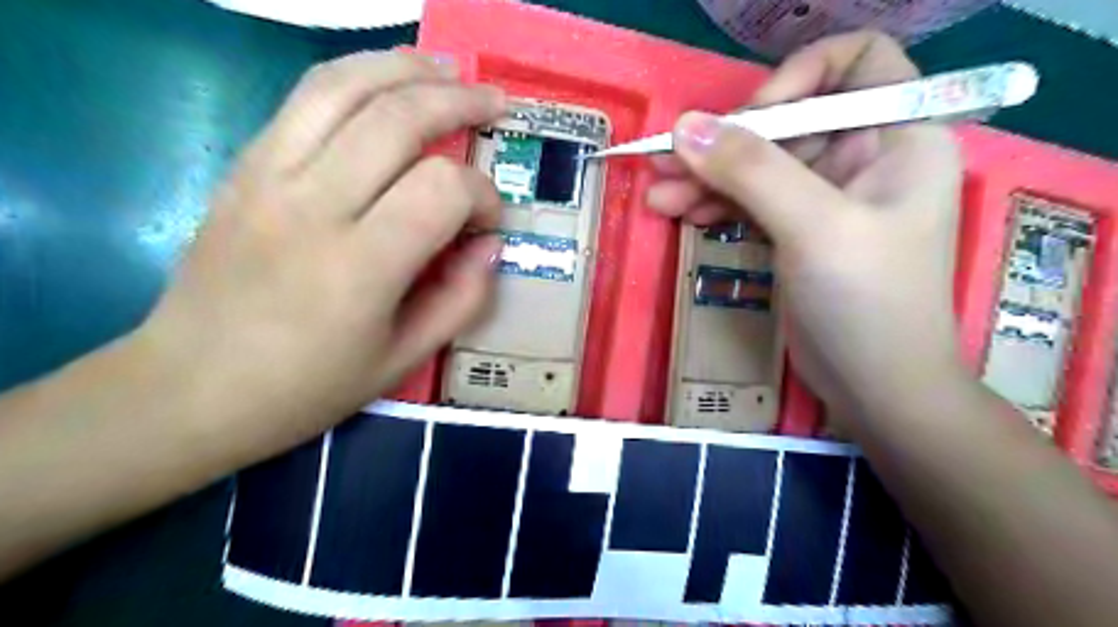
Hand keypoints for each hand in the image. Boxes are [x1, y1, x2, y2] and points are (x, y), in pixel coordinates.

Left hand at [135, 52, 507, 465]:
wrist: (188, 387)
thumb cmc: (305, 387)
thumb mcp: (402, 360)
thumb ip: (461, 300)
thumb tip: (490, 246)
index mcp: (360, 266)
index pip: (442, 189)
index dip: (483, 196)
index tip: (488, 223)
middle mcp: (313, 205)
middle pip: (398, 119)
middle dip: (459, 102)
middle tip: (495, 105)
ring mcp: (269, 176)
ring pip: (345, 87)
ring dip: (406, 68)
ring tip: (448, 70)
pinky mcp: (244, 166)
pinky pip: (305, 98)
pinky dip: (356, 75)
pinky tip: (387, 79)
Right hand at [653, 31, 965, 411]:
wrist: (876, 387)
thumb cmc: (867, 302)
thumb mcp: (814, 227)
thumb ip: (751, 170)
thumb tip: (684, 126)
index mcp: (898, 137)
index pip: (856, 63)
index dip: (799, 76)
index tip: (751, 118)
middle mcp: (865, 158)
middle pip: (788, 122)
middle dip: (727, 141)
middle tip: (666, 160)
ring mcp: (826, 197)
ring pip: (760, 165)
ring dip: (708, 176)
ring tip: (658, 194)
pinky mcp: (797, 231)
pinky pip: (751, 200)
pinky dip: (716, 204)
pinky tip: (681, 214)